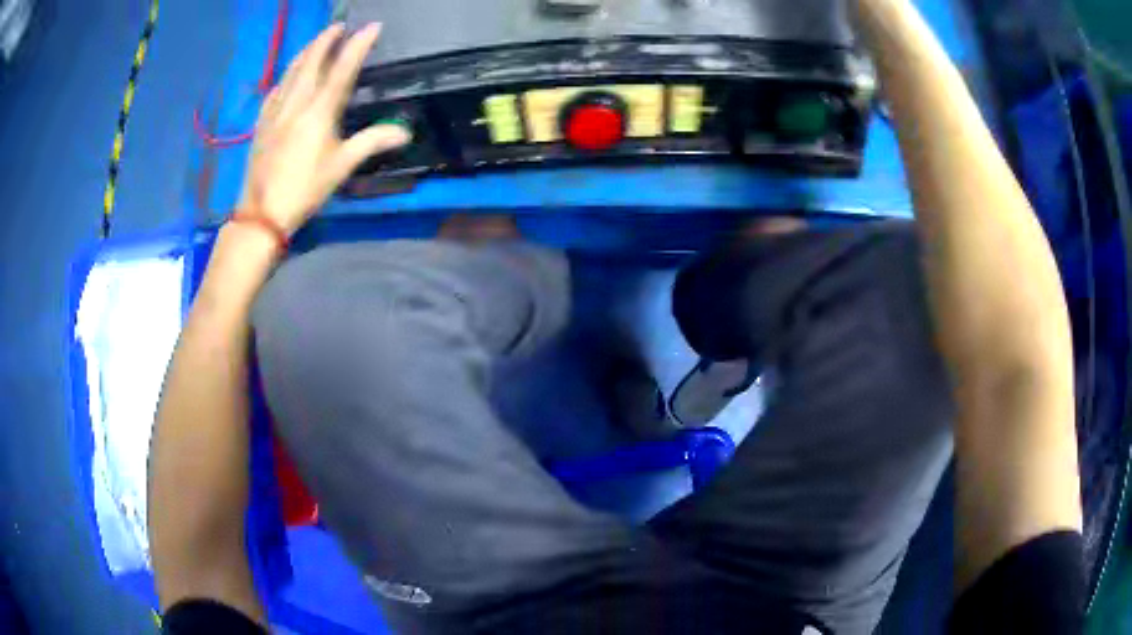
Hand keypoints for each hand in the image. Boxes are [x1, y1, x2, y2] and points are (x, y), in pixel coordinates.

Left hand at [238, 23, 410, 234]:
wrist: (261, 212)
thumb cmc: (304, 188)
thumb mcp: (342, 166)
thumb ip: (372, 142)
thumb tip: (405, 132)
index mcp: (319, 110)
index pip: (343, 68)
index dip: (359, 45)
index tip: (372, 26)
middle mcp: (296, 102)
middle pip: (312, 61)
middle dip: (326, 39)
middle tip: (338, 26)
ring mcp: (275, 111)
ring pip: (291, 71)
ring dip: (306, 52)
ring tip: (316, 42)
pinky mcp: (262, 123)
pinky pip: (275, 90)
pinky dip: (286, 76)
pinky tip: (287, 77)